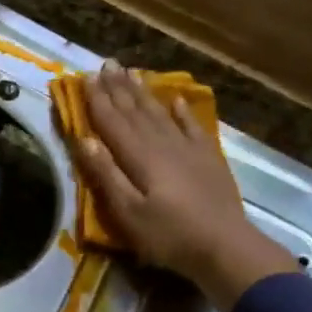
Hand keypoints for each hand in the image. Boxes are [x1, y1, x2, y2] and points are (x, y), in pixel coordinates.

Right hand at [76, 62, 302, 311]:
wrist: (226, 247)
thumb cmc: (169, 235)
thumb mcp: (128, 213)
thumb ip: (106, 175)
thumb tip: (84, 139)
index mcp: (139, 157)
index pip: (112, 122)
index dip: (98, 100)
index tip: (86, 78)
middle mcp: (162, 144)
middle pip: (135, 111)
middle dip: (119, 88)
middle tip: (107, 64)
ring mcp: (188, 149)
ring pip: (160, 113)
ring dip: (143, 93)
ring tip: (132, 73)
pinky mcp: (208, 159)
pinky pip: (191, 126)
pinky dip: (181, 111)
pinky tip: (175, 99)